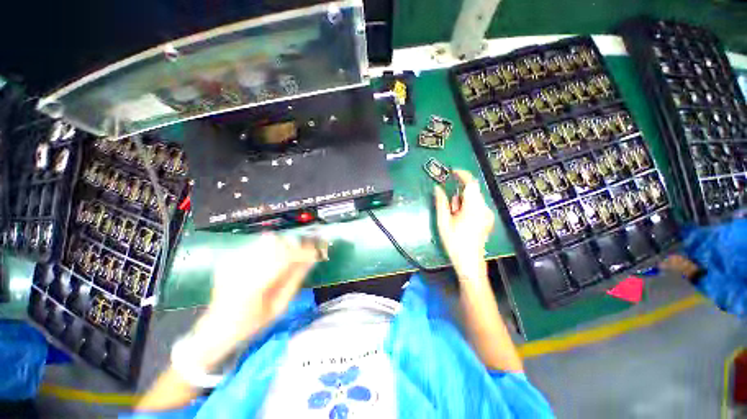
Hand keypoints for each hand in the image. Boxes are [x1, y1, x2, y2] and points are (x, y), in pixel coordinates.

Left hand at [189, 233, 318, 367]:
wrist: (217, 328)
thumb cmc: (252, 324)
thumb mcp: (279, 307)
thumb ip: (295, 280)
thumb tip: (311, 260)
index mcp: (254, 285)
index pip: (285, 258)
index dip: (304, 252)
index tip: (316, 252)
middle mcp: (241, 268)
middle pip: (275, 242)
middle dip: (293, 247)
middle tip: (301, 256)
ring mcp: (233, 262)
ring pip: (266, 240)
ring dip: (281, 247)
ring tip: (285, 260)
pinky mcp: (229, 259)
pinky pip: (256, 246)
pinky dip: (269, 251)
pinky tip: (268, 263)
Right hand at [434, 170, 494, 279]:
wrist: (469, 262)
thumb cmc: (454, 242)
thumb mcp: (443, 222)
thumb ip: (441, 202)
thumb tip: (437, 188)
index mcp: (474, 208)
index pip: (471, 184)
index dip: (462, 175)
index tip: (452, 171)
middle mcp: (484, 209)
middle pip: (471, 192)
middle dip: (458, 196)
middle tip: (449, 210)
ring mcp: (487, 215)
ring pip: (473, 200)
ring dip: (461, 204)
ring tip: (454, 219)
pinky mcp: (487, 219)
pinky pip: (476, 207)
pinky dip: (466, 209)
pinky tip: (461, 221)